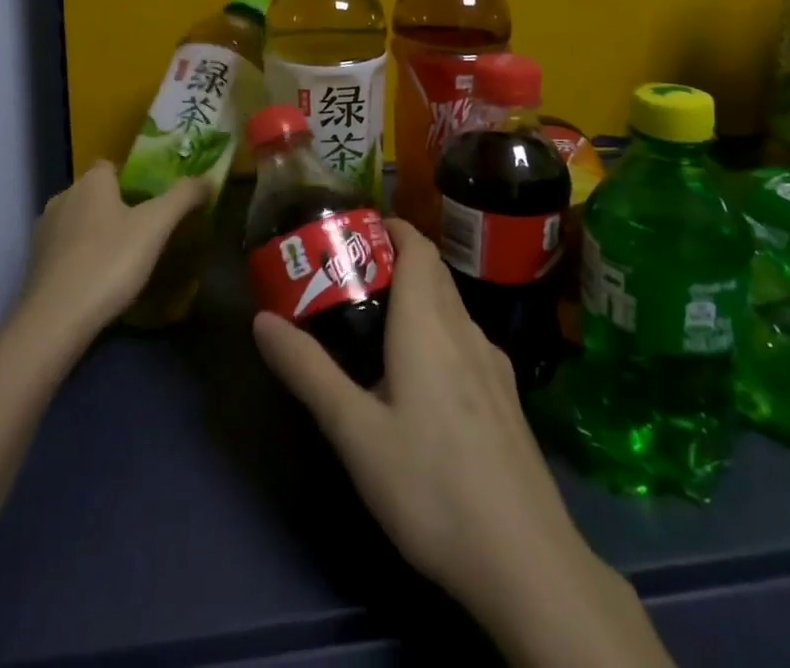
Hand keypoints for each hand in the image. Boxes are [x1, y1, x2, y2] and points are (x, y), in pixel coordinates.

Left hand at [23, 161, 210, 338]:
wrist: (55, 320)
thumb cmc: (109, 262)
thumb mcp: (156, 226)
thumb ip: (184, 197)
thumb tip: (210, 178)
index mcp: (91, 182)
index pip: (111, 165)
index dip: (132, 178)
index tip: (154, 199)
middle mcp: (63, 197)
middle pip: (96, 193)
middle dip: (117, 206)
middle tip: (146, 229)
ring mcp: (45, 231)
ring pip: (80, 221)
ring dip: (98, 232)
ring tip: (125, 257)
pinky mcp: (35, 264)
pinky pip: (67, 249)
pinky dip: (82, 256)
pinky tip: (100, 279)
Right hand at [253, 221, 672, 667]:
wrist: (527, 561)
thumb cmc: (431, 486)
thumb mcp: (356, 433)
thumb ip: (308, 371)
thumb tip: (261, 320)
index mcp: (428, 324)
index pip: (417, 247)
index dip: (389, 228)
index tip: (352, 231)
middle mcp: (464, 330)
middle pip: (432, 272)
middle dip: (393, 260)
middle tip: (347, 276)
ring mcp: (492, 364)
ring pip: (450, 307)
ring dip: (416, 296)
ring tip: (373, 323)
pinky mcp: (506, 397)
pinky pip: (464, 340)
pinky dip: (436, 331)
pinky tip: (418, 378)